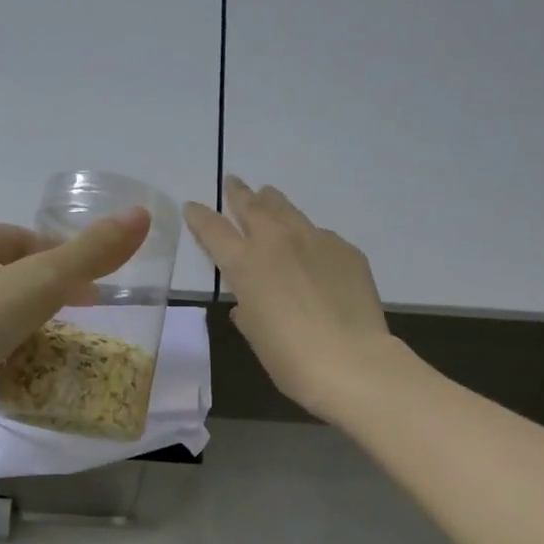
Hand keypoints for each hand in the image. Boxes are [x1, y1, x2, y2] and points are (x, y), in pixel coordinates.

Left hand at [0, 210, 151, 411]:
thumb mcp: (38, 284)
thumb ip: (89, 255)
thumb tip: (141, 216)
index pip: (28, 240)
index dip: (66, 260)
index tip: (97, 291)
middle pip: (12, 274)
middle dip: (49, 293)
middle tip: (84, 319)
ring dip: (27, 323)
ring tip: (59, 346)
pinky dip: (3, 351)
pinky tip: (21, 371)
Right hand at [185, 176, 395, 420]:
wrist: (350, 361)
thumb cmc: (289, 357)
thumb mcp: (255, 333)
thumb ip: (247, 309)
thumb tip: (248, 303)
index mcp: (245, 264)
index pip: (213, 230)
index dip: (200, 216)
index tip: (192, 206)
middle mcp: (276, 241)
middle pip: (252, 207)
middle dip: (238, 193)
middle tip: (233, 182)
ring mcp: (315, 240)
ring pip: (288, 210)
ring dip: (273, 202)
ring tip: (268, 195)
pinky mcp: (346, 250)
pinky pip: (320, 235)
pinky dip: (308, 237)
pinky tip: (311, 248)